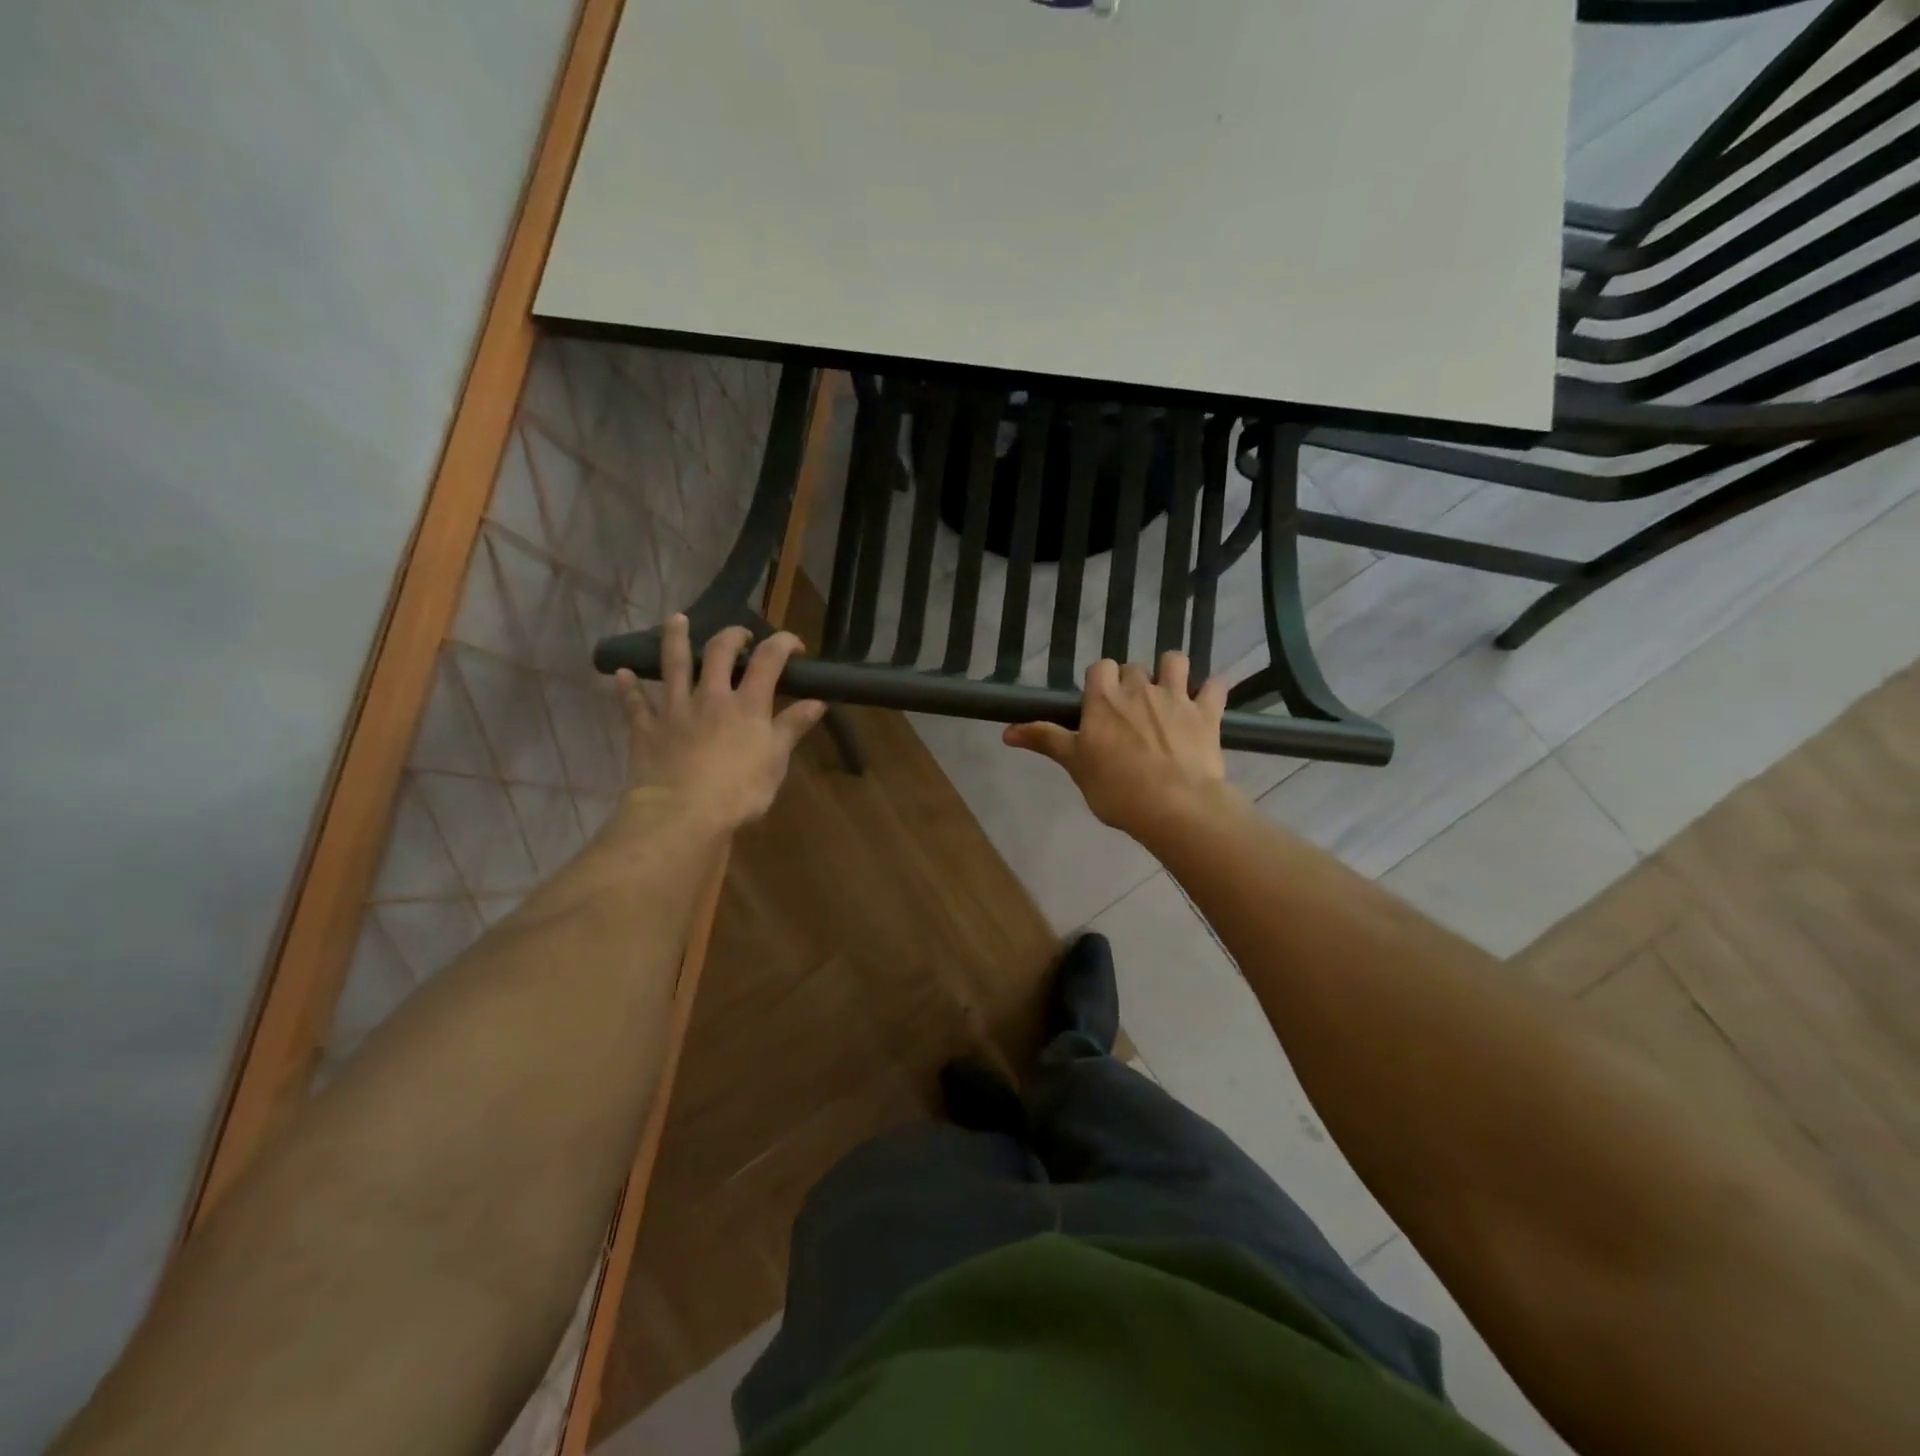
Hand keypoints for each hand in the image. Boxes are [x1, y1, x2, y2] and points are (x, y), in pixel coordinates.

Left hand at [614, 617, 825, 831]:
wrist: (683, 813)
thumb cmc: (740, 790)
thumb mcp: (776, 761)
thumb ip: (793, 727)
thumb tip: (817, 702)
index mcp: (747, 704)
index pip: (768, 660)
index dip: (783, 643)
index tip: (794, 645)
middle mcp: (711, 696)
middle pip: (719, 652)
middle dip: (731, 636)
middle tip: (739, 635)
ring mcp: (675, 710)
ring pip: (673, 666)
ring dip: (674, 640)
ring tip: (676, 620)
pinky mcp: (646, 729)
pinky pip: (635, 704)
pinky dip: (628, 688)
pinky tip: (622, 673)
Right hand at [1004, 652, 1238, 839]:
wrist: (1176, 806)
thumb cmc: (1117, 788)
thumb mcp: (1075, 765)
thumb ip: (1045, 740)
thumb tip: (1006, 731)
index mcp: (1104, 699)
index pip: (1099, 668)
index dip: (1099, 682)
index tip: (1099, 705)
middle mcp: (1139, 688)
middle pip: (1133, 667)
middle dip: (1131, 682)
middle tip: (1130, 713)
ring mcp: (1176, 698)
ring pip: (1175, 662)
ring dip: (1171, 670)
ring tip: (1168, 692)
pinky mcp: (1207, 714)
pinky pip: (1215, 687)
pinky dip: (1212, 690)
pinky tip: (1208, 699)